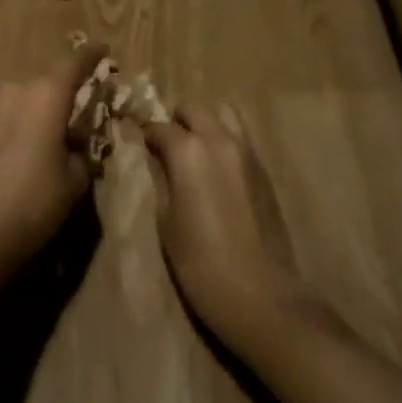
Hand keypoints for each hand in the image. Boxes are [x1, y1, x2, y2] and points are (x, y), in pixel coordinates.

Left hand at [0, 46, 109, 272]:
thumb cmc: (32, 203)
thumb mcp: (74, 181)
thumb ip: (82, 151)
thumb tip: (77, 143)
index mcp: (45, 95)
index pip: (73, 62)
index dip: (91, 55)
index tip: (104, 50)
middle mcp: (15, 90)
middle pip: (47, 80)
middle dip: (67, 90)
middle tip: (84, 107)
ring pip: (26, 97)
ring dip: (42, 108)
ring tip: (56, 134)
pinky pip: (8, 114)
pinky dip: (23, 122)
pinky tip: (28, 149)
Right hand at [143, 106, 304, 330]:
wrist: (261, 294)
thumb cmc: (200, 262)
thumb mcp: (165, 220)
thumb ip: (159, 179)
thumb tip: (154, 159)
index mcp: (188, 150)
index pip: (158, 126)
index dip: (144, 134)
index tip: (136, 144)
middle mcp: (219, 139)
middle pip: (193, 108)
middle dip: (176, 120)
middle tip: (165, 145)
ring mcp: (247, 152)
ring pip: (223, 115)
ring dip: (205, 125)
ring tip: (193, 152)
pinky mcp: (264, 170)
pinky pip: (239, 139)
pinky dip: (223, 142)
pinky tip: (215, 171)